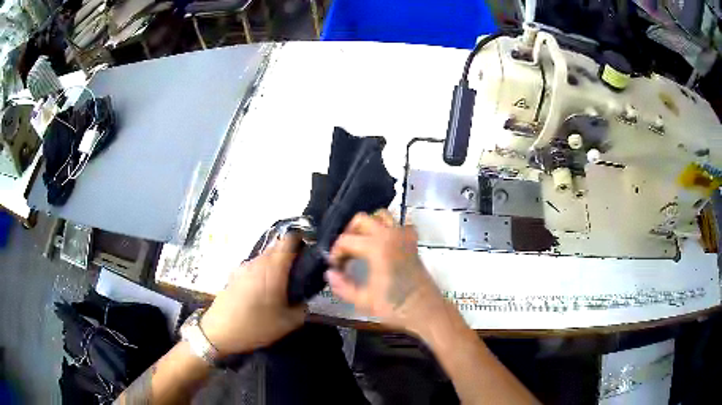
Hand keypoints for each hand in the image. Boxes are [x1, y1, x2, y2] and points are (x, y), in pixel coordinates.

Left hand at [201, 235, 306, 355]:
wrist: (219, 331)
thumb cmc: (255, 326)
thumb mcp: (287, 323)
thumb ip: (301, 308)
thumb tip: (303, 300)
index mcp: (273, 268)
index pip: (289, 240)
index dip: (301, 240)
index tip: (310, 251)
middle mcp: (257, 262)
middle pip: (276, 248)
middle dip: (289, 255)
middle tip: (299, 273)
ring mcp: (243, 268)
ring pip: (264, 258)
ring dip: (274, 266)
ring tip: (281, 285)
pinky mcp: (234, 276)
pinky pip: (253, 268)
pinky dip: (262, 274)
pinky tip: (262, 293)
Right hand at [326, 210, 445, 334]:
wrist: (426, 311)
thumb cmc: (395, 307)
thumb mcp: (363, 300)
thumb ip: (342, 286)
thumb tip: (330, 273)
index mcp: (376, 247)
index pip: (346, 240)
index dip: (335, 253)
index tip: (334, 267)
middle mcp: (390, 235)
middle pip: (361, 219)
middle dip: (349, 233)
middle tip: (345, 253)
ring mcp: (404, 236)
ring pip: (381, 215)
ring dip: (368, 226)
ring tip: (361, 245)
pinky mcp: (412, 242)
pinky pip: (399, 225)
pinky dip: (389, 229)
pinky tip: (384, 244)